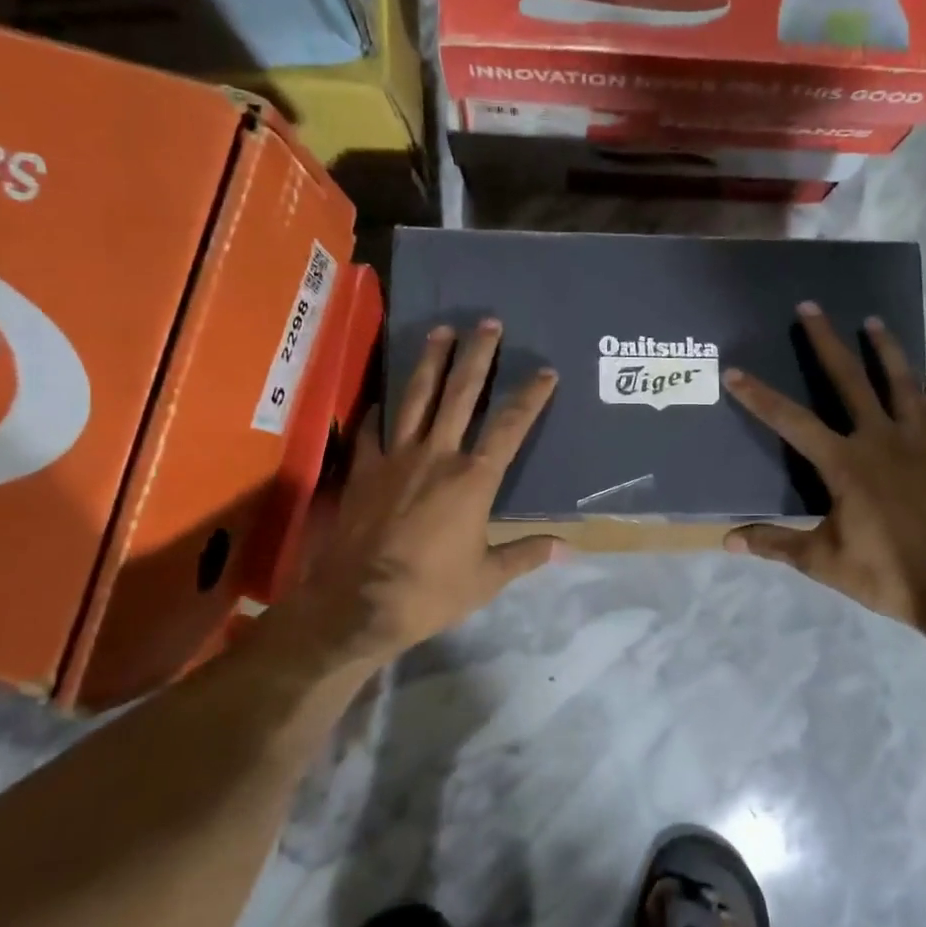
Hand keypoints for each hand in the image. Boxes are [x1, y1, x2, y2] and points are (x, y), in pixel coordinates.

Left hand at [279, 319, 562, 665]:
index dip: (530, 397)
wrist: (360, 603)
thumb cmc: (431, 592)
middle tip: (487, 322)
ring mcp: (395, 457)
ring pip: (416, 398)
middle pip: (461, 394)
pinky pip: (371, 429)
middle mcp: (437, 456)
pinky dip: (378, 410)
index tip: (545, 371)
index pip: (510, 427)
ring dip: (430, 362)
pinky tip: (382, 398)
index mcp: (474, 480)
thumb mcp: (487, 578)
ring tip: (440, 331)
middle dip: (477, 356)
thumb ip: (525, 555)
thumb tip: (565, 548)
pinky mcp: (363, 469)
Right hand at [721, 304, 925, 647]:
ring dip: (885, 350)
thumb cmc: (888, 576)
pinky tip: (921, 393)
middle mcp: (882, 441)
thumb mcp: (823, 562)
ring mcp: (920, 444)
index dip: (760, 397)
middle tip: (810, 307)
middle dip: (826, 342)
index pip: (792, 421)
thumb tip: (728, 540)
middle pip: (849, 380)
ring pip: (901, 383)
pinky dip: (923, 397)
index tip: (736, 372)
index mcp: (847, 465)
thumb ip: (776, 544)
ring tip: (873, 322)